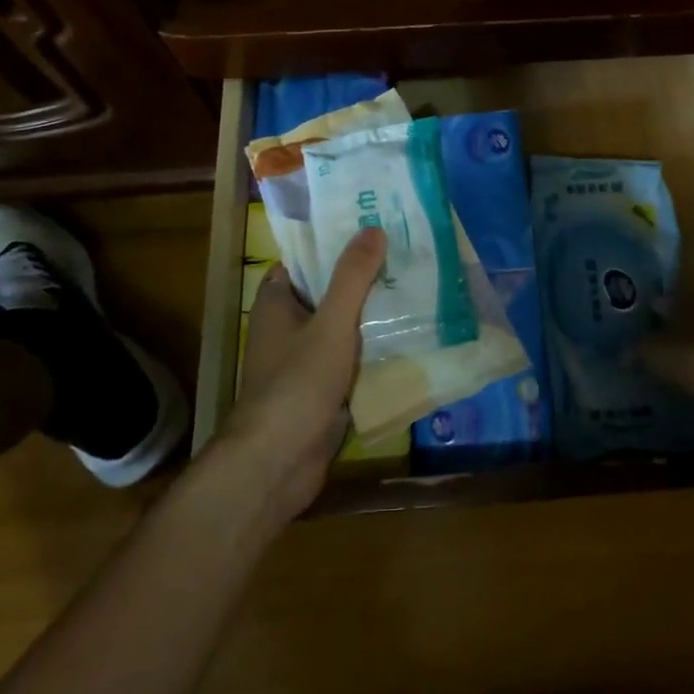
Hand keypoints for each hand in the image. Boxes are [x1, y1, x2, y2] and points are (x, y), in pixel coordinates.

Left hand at [218, 227, 384, 523]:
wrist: (277, 464)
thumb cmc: (297, 383)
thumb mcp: (330, 323)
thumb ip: (352, 277)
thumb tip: (373, 228)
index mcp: (277, 304)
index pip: (304, 261)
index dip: (334, 244)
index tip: (371, 229)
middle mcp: (287, 328)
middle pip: (328, 292)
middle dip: (362, 278)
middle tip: (406, 255)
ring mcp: (304, 361)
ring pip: (343, 327)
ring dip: (372, 315)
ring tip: (416, 288)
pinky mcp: (322, 390)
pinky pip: (351, 359)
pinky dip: (373, 349)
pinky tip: (409, 337)